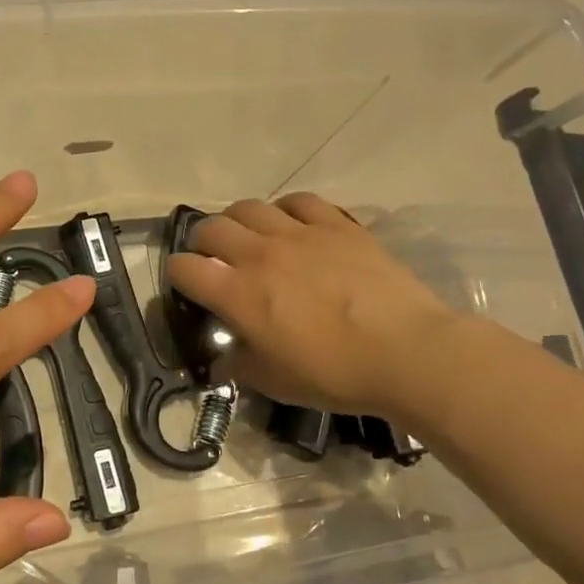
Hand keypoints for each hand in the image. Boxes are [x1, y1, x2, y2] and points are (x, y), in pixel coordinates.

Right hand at [165, 193, 457, 423]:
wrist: (406, 353)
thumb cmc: (334, 374)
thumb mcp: (272, 382)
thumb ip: (238, 362)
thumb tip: (225, 355)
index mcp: (236, 293)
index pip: (183, 268)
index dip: (177, 276)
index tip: (188, 288)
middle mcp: (258, 254)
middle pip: (209, 228)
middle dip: (202, 244)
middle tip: (216, 262)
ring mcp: (299, 233)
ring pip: (249, 207)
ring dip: (239, 222)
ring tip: (250, 239)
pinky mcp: (336, 225)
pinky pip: (298, 201)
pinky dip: (286, 211)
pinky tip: (293, 226)